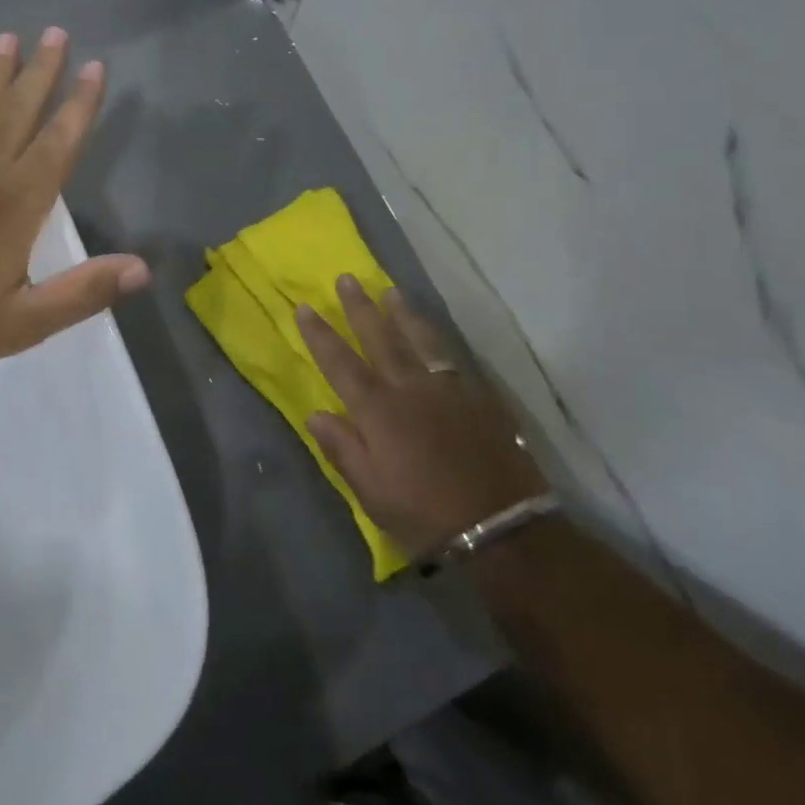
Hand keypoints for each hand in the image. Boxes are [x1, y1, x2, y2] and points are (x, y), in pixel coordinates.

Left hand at [0, 28, 149, 385]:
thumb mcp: (28, 321)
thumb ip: (85, 291)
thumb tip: (142, 268)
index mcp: (18, 204)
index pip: (58, 142)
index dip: (80, 104)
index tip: (95, 68)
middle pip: (19, 110)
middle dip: (41, 70)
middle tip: (56, 32)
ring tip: (9, 37)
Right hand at [299, 278, 546, 556]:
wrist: (500, 525)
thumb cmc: (424, 513)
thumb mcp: (371, 490)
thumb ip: (342, 447)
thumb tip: (315, 413)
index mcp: (378, 410)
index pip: (340, 363)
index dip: (320, 335)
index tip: (304, 307)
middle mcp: (410, 388)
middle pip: (380, 338)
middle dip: (360, 307)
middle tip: (347, 278)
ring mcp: (447, 388)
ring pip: (420, 338)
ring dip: (402, 312)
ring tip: (391, 290)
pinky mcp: (476, 396)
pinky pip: (451, 355)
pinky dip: (437, 337)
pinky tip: (433, 331)